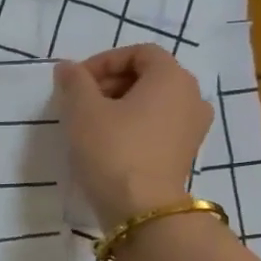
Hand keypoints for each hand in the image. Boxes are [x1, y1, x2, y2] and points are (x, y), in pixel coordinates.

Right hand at [55, 45, 211, 227]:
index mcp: (172, 78)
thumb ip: (74, 82)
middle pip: (148, 75)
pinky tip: (108, 143)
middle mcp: (191, 96)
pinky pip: (158, 124)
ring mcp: (193, 126)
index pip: (139, 53)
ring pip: (152, 101)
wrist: (141, 207)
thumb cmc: (113, 150)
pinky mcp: (185, 151)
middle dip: (110, 83)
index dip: (104, 61)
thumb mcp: (82, 111)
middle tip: (79, 102)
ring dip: (120, 105)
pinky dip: (133, 124)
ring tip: (90, 124)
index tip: (76, 82)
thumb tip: (68, 68)